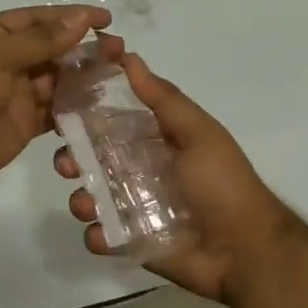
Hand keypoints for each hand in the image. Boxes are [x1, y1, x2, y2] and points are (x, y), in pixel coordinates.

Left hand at [0, 5, 109, 198]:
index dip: (71, 17)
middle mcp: (6, 61)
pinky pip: (55, 111)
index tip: (105, 19)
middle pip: (52, 49)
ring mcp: (15, 94)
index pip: (38, 19)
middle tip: (119, 51)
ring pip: (57, 80)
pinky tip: (100, 104)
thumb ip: (41, 40)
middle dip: (84, 48)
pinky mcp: (24, 124)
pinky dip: (75, 107)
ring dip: (84, 77)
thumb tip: (80, 18)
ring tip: (117, 75)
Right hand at [53, 53, 295, 303]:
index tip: (62, 104)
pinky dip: (96, 235)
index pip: (111, 121)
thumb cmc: (222, 184)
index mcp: (155, 142)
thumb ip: (163, 98)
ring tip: (87, 204)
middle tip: (67, 163)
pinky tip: (104, 234)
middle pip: (93, 159)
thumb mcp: (198, 133)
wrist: (245, 250)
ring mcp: (135, 208)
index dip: (85, 113)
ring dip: (80, 198)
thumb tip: (129, 57)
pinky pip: (102, 236)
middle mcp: (140, 171)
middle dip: (72, 158)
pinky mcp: (132, 243)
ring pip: (91, 197)